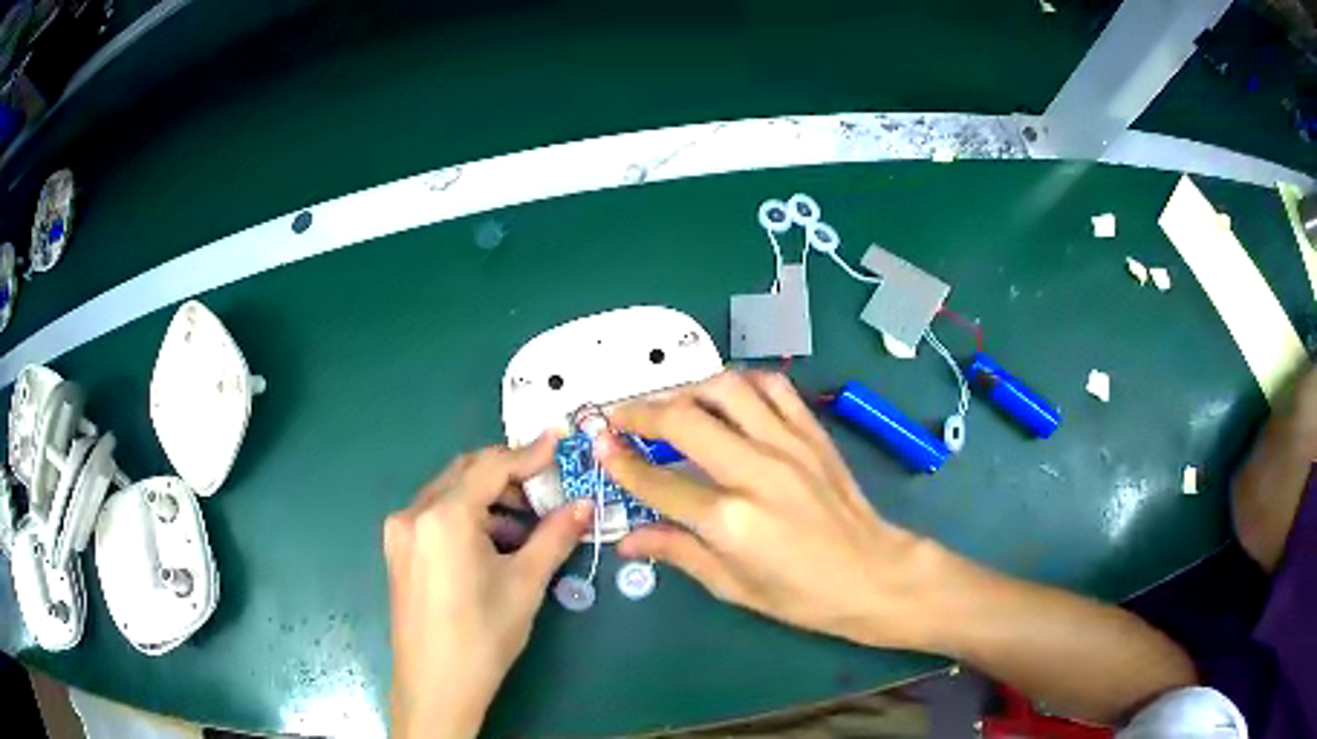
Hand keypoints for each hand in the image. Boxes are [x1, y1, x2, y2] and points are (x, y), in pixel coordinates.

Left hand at [384, 436, 591, 738]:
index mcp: (443, 517)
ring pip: (449, 494)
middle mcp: (413, 513)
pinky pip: (435, 516)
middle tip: (547, 487)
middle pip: (465, 473)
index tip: (559, 442)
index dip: (529, 453)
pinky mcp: (398, 551)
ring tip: (525, 525)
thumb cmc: (483, 636)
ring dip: (487, 499)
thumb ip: (555, 536)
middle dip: (507, 475)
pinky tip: (492, 544)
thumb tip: (585, 505)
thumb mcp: (525, 584)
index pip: (491, 467)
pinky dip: (467, 517)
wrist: (436, 686)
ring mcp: (400, 532)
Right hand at [596, 371, 936, 648]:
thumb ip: (677, 552)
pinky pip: (774, 388)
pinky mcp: (813, 433)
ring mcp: (789, 445)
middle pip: (684, 420)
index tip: (598, 445)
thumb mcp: (732, 586)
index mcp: (731, 521)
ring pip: (727, 389)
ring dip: (688, 387)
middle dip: (640, 411)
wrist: (872, 574)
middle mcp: (756, 472)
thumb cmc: (801, 594)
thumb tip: (626, 540)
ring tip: (670, 401)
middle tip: (618, 416)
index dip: (620, 462)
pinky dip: (743, 382)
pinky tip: (727, 395)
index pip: (658, 482)